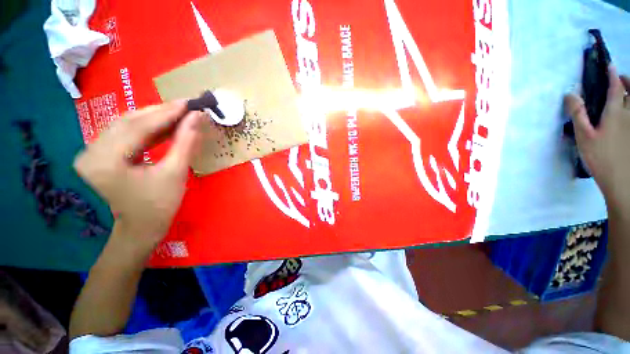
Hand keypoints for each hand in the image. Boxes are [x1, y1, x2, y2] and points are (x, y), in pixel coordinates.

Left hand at [74, 101, 202, 249]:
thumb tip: (197, 117)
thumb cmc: (160, 205)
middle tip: (187, 106)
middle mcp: (90, 152)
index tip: (189, 103)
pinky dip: (146, 127)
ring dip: (154, 117)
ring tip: (179, 113)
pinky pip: (124, 133)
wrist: (141, 227)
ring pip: (125, 124)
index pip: (137, 127)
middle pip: (128, 121)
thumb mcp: (176, 173)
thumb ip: (185, 142)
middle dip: (161, 112)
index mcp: (105, 161)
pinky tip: (164, 125)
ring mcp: (91, 152)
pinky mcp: (99, 153)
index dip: (166, 113)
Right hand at [565, 67, 629, 209]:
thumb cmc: (601, 158)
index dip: (612, 75)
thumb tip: (570, 94)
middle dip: (627, 81)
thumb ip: (578, 114)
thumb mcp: (584, 137)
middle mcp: (629, 114)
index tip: (609, 65)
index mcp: (615, 113)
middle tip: (620, 76)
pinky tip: (627, 110)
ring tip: (626, 89)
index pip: (615, 88)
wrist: (622, 181)